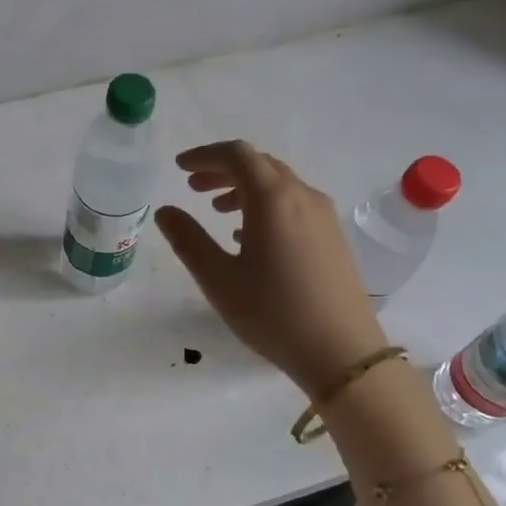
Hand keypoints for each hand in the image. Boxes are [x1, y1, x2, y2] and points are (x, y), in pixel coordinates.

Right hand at [155, 140, 386, 401]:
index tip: (180, 167)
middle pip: (260, 165)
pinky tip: (250, 235)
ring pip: (279, 185)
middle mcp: (302, 196)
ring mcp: (323, 216)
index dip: (205, 155)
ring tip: (218, 210)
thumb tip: (165, 211)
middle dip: (223, 170)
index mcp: (272, 199)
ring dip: (245, 188)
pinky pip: (294, 204)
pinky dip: (265, 206)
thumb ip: (188, 240)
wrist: (340, 350)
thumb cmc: (272, 313)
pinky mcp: (332, 237)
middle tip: (193, 187)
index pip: (237, 155)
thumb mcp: (218, 278)